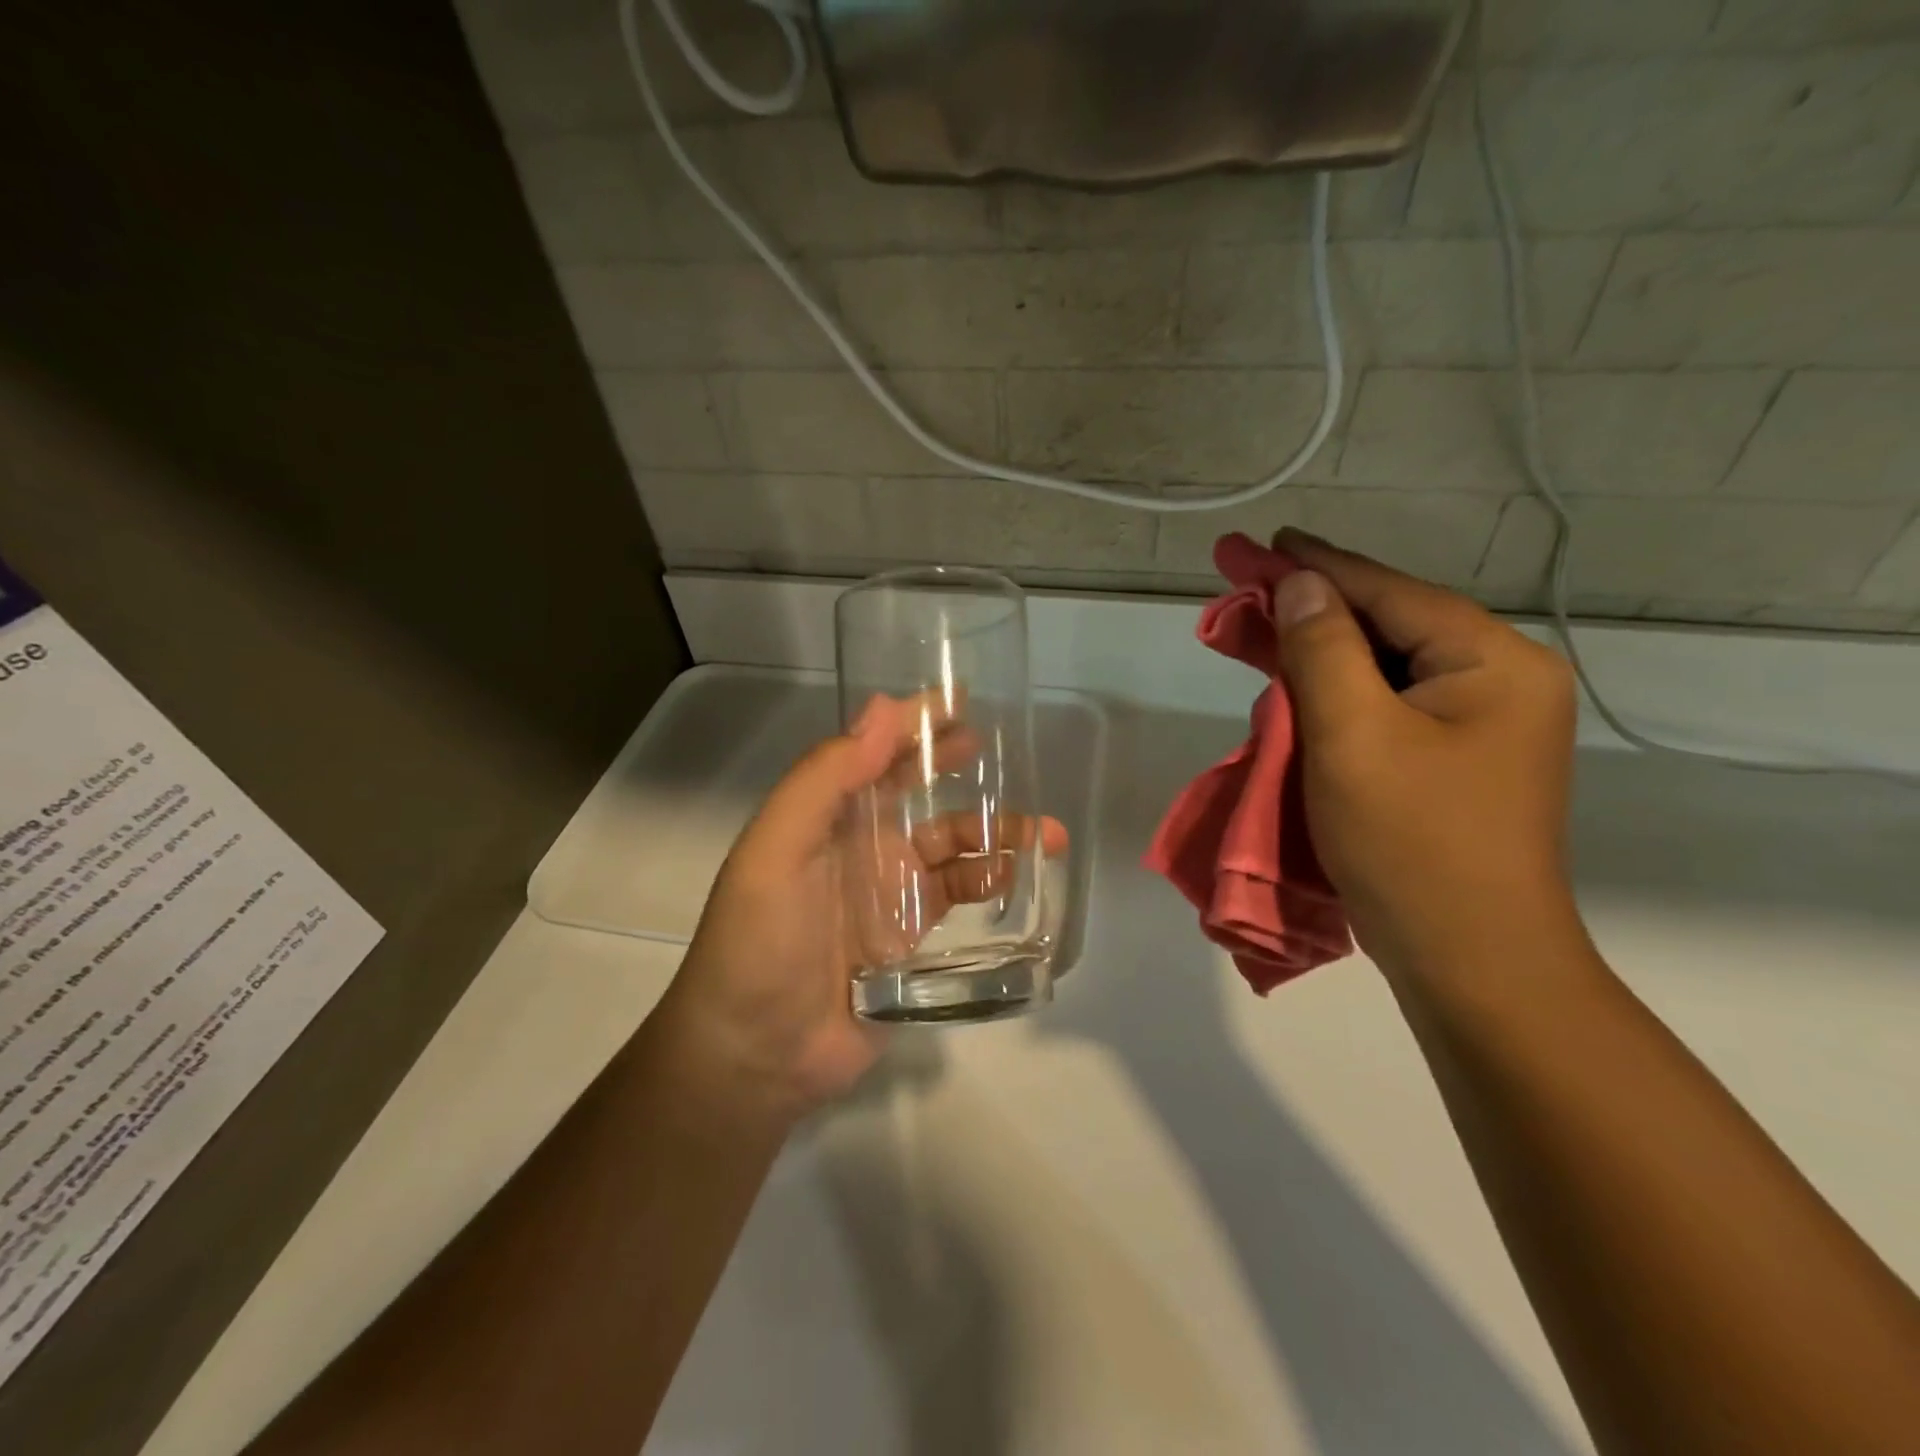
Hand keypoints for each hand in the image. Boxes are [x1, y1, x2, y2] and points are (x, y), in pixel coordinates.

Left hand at [657, 694, 1065, 1123]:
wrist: (758, 1053)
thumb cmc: (759, 941)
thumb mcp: (776, 849)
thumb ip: (825, 779)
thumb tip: (884, 708)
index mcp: (826, 815)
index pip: (874, 752)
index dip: (913, 723)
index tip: (960, 699)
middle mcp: (861, 844)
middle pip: (919, 791)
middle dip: (957, 766)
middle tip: (1004, 751)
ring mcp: (889, 891)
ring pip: (951, 846)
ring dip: (995, 832)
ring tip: (1044, 832)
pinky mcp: (912, 936)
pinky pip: (958, 896)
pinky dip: (989, 881)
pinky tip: (1017, 877)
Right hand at [1269, 529, 1581, 979]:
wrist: (1469, 961)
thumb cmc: (1411, 843)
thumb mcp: (1353, 736)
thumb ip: (1324, 649)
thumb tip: (1300, 585)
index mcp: (1491, 664)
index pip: (1389, 594)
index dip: (1316, 565)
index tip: (1260, 541)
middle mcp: (1497, 683)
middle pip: (1387, 625)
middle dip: (1311, 608)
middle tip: (1245, 584)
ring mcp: (1478, 727)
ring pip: (1382, 668)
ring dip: (1317, 651)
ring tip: (1258, 629)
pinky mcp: (1452, 762)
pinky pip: (1384, 708)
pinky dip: (1335, 694)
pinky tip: (1296, 687)